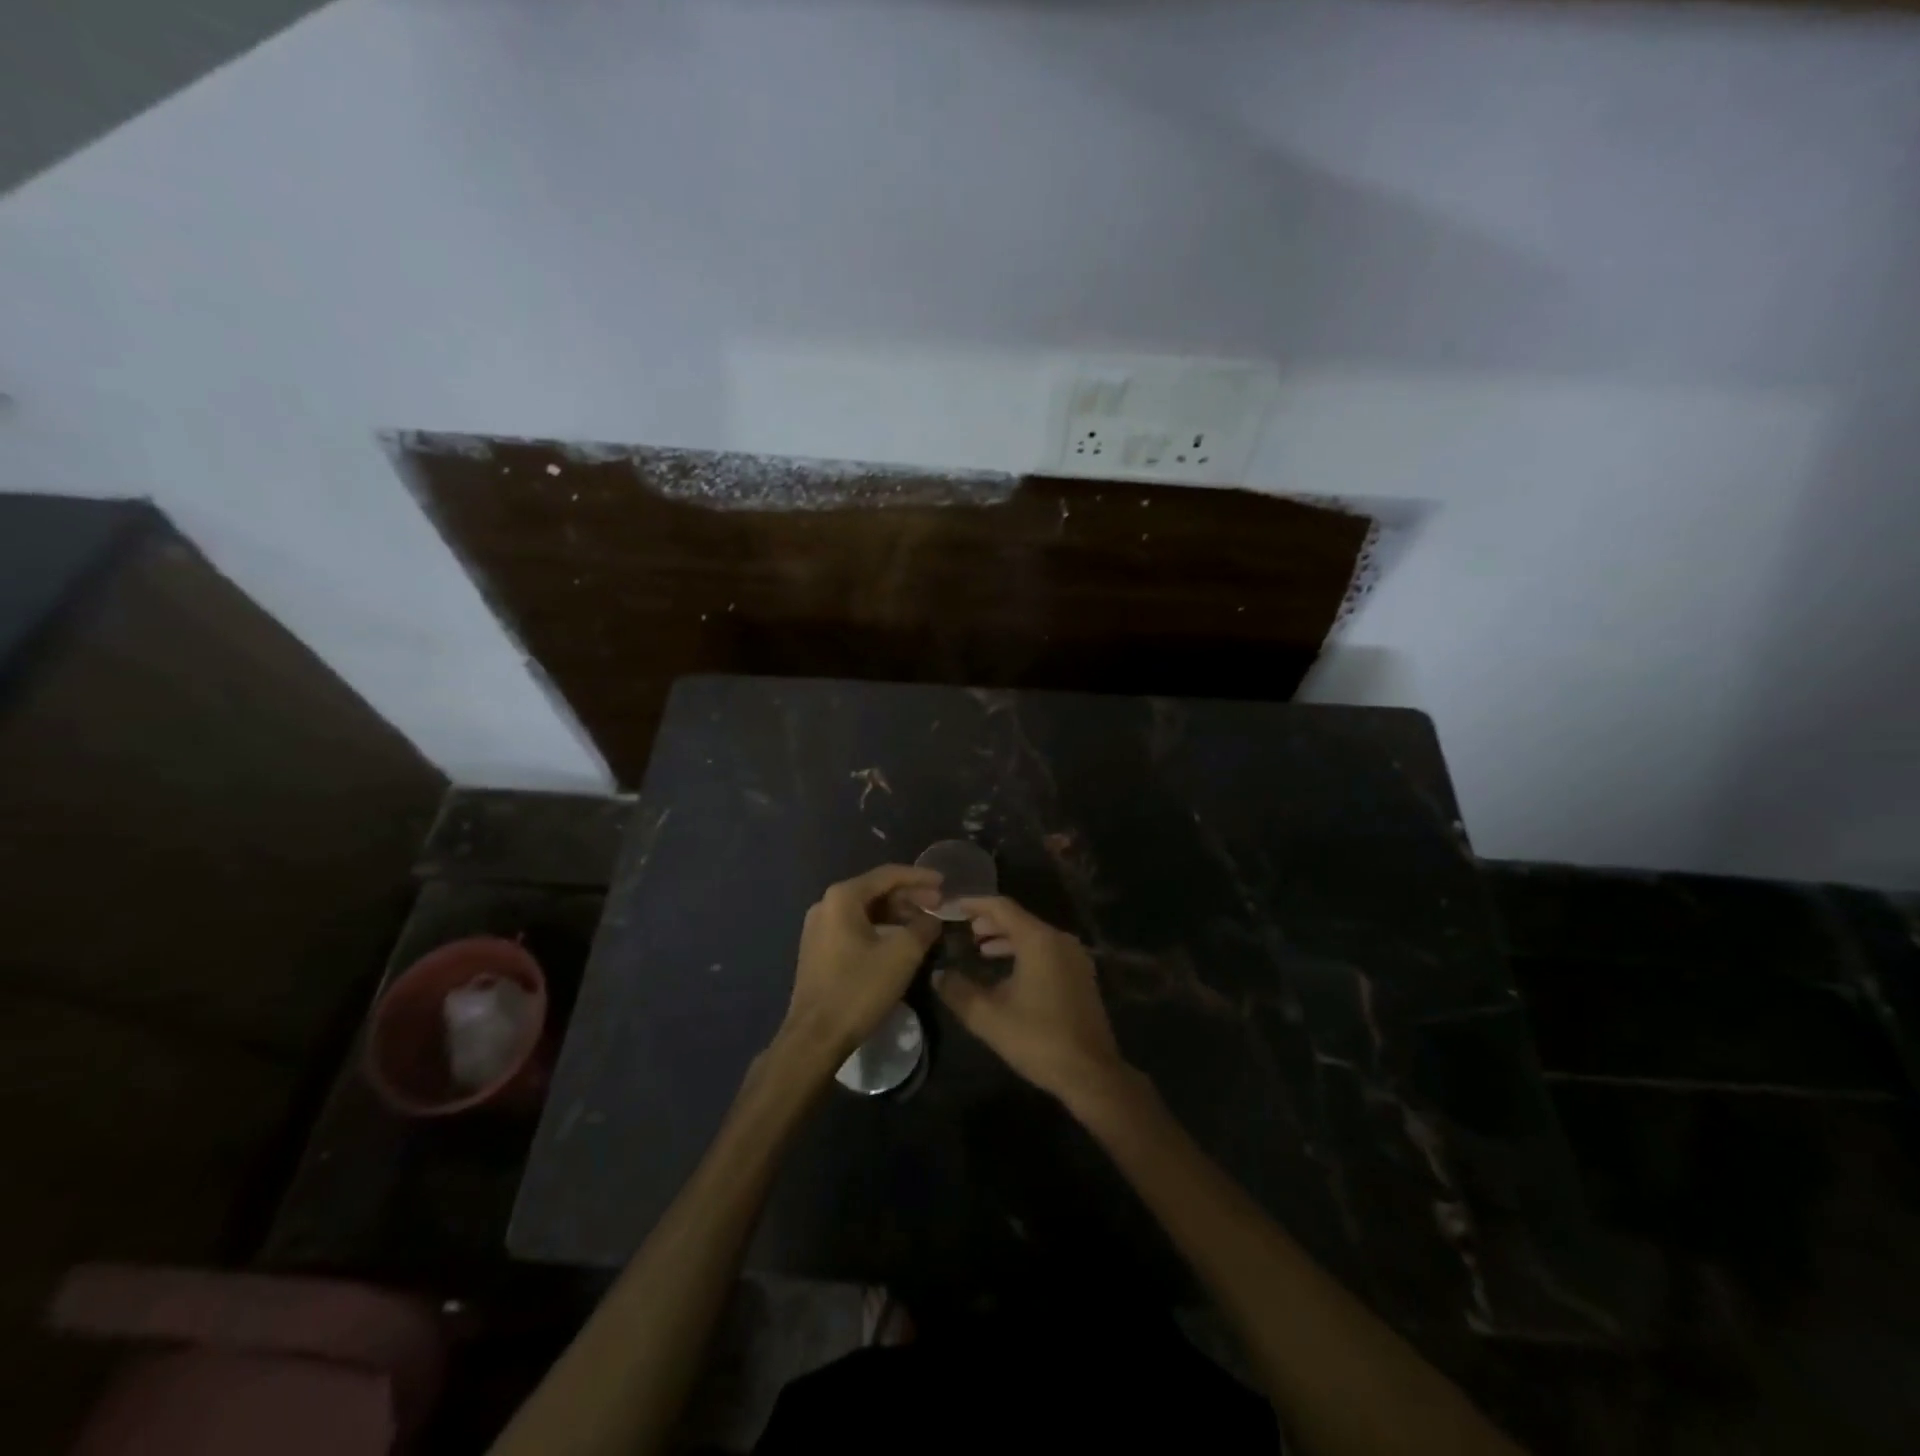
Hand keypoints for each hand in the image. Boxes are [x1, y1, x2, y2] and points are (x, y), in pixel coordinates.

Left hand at [781, 864, 942, 1066]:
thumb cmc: (859, 989)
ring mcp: (819, 928)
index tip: (945, 883)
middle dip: (910, 897)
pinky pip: (855, 927)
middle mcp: (826, 905)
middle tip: (939, 906)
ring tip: (924, 925)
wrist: (815, 1037)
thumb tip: (933, 919)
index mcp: (843, 897)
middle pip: (876, 891)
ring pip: (866, 911)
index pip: (888, 875)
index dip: (920, 878)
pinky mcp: (819, 950)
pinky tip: (900, 941)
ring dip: (897, 914)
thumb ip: (923, 928)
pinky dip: (881, 929)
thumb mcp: (902, 955)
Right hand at [933, 895, 1128, 1104]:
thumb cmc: (1038, 1039)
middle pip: (1019, 919)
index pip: (1001, 907)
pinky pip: (1047, 950)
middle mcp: (1059, 940)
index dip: (973, 904)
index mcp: (1039, 940)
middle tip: (963, 928)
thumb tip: (938, 975)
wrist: (1091, 1073)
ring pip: (1034, 936)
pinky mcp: (1081, 975)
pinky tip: (1007, 971)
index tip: (950, 906)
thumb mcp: (988, 1017)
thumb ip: (958, 991)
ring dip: (1006, 938)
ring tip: (980, 948)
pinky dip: (1024, 952)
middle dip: (989, 922)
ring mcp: (1074, 957)